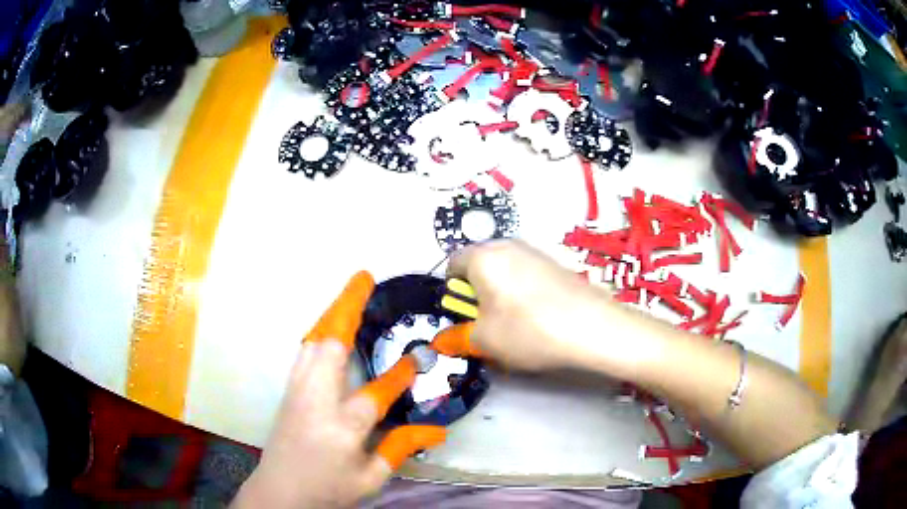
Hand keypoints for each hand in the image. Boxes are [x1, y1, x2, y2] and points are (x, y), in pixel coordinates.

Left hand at [233, 273, 445, 508]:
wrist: (279, 492)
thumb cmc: (327, 489)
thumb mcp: (370, 478)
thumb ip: (400, 448)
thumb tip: (437, 428)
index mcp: (341, 428)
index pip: (375, 393)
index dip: (399, 375)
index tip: (416, 357)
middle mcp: (315, 401)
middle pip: (329, 345)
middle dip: (347, 308)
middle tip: (363, 280)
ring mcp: (297, 392)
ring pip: (312, 342)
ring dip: (331, 315)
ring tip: (349, 295)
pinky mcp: (287, 392)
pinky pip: (304, 352)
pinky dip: (319, 333)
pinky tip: (328, 328)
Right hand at [447, 240, 622, 371]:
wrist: (592, 327)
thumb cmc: (528, 330)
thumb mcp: (484, 341)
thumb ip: (458, 337)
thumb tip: (444, 340)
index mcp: (483, 256)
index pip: (452, 265)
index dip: (453, 293)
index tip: (465, 316)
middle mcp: (508, 245)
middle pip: (480, 267)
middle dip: (478, 295)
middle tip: (488, 323)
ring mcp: (536, 252)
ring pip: (505, 272)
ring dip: (501, 295)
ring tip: (516, 325)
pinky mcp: (557, 264)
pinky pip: (528, 275)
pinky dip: (524, 294)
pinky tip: (539, 318)